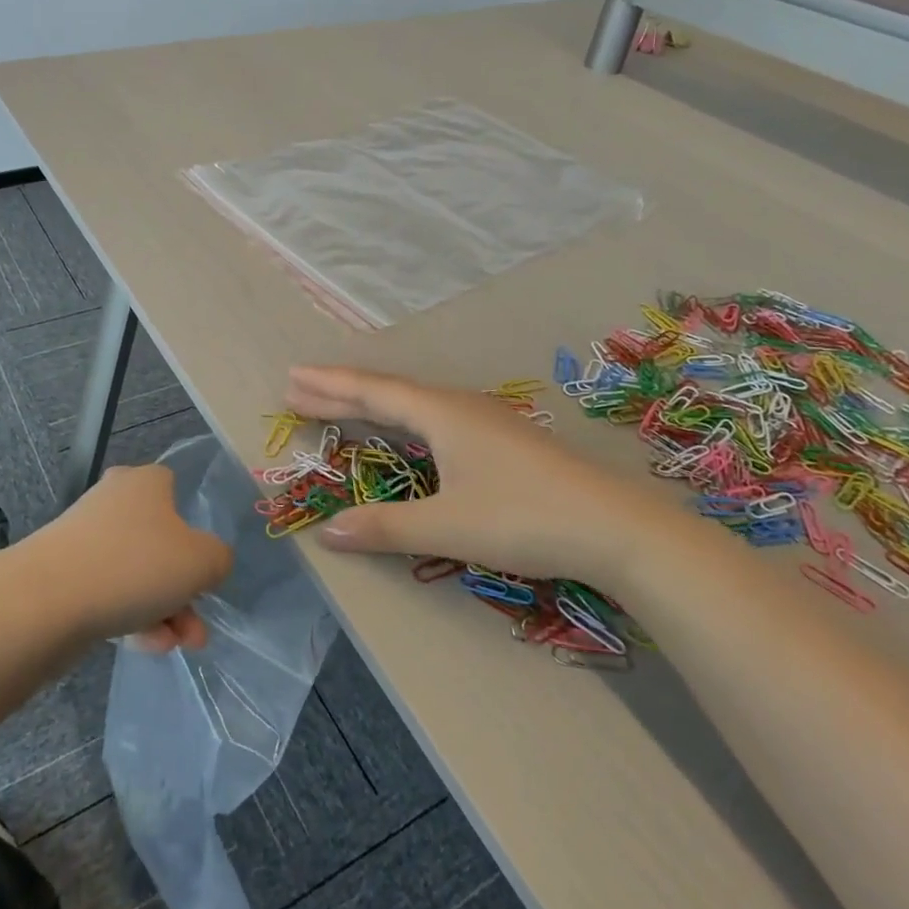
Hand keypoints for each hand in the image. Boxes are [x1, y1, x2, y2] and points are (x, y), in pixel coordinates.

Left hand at [38, 464, 233, 651]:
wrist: (47, 600)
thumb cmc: (135, 565)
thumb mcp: (201, 561)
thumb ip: (218, 559)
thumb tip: (209, 563)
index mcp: (146, 482)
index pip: (176, 490)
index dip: (194, 530)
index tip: (201, 565)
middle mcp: (115, 500)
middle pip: (159, 541)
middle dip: (182, 588)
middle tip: (196, 626)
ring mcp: (85, 537)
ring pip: (136, 572)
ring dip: (162, 609)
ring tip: (177, 645)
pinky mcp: (64, 573)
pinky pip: (109, 592)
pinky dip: (130, 617)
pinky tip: (146, 646)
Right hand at [285, 366, 695, 593]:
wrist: (614, 527)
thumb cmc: (523, 518)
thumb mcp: (448, 526)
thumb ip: (385, 527)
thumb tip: (326, 530)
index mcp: (440, 413)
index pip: (371, 391)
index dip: (330, 386)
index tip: (293, 378)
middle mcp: (458, 406)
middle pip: (388, 392)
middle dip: (342, 392)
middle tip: (300, 389)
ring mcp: (484, 420)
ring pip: (414, 404)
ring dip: (373, 405)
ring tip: (342, 406)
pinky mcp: (502, 440)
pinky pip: (434, 417)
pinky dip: (403, 419)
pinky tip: (409, 432)